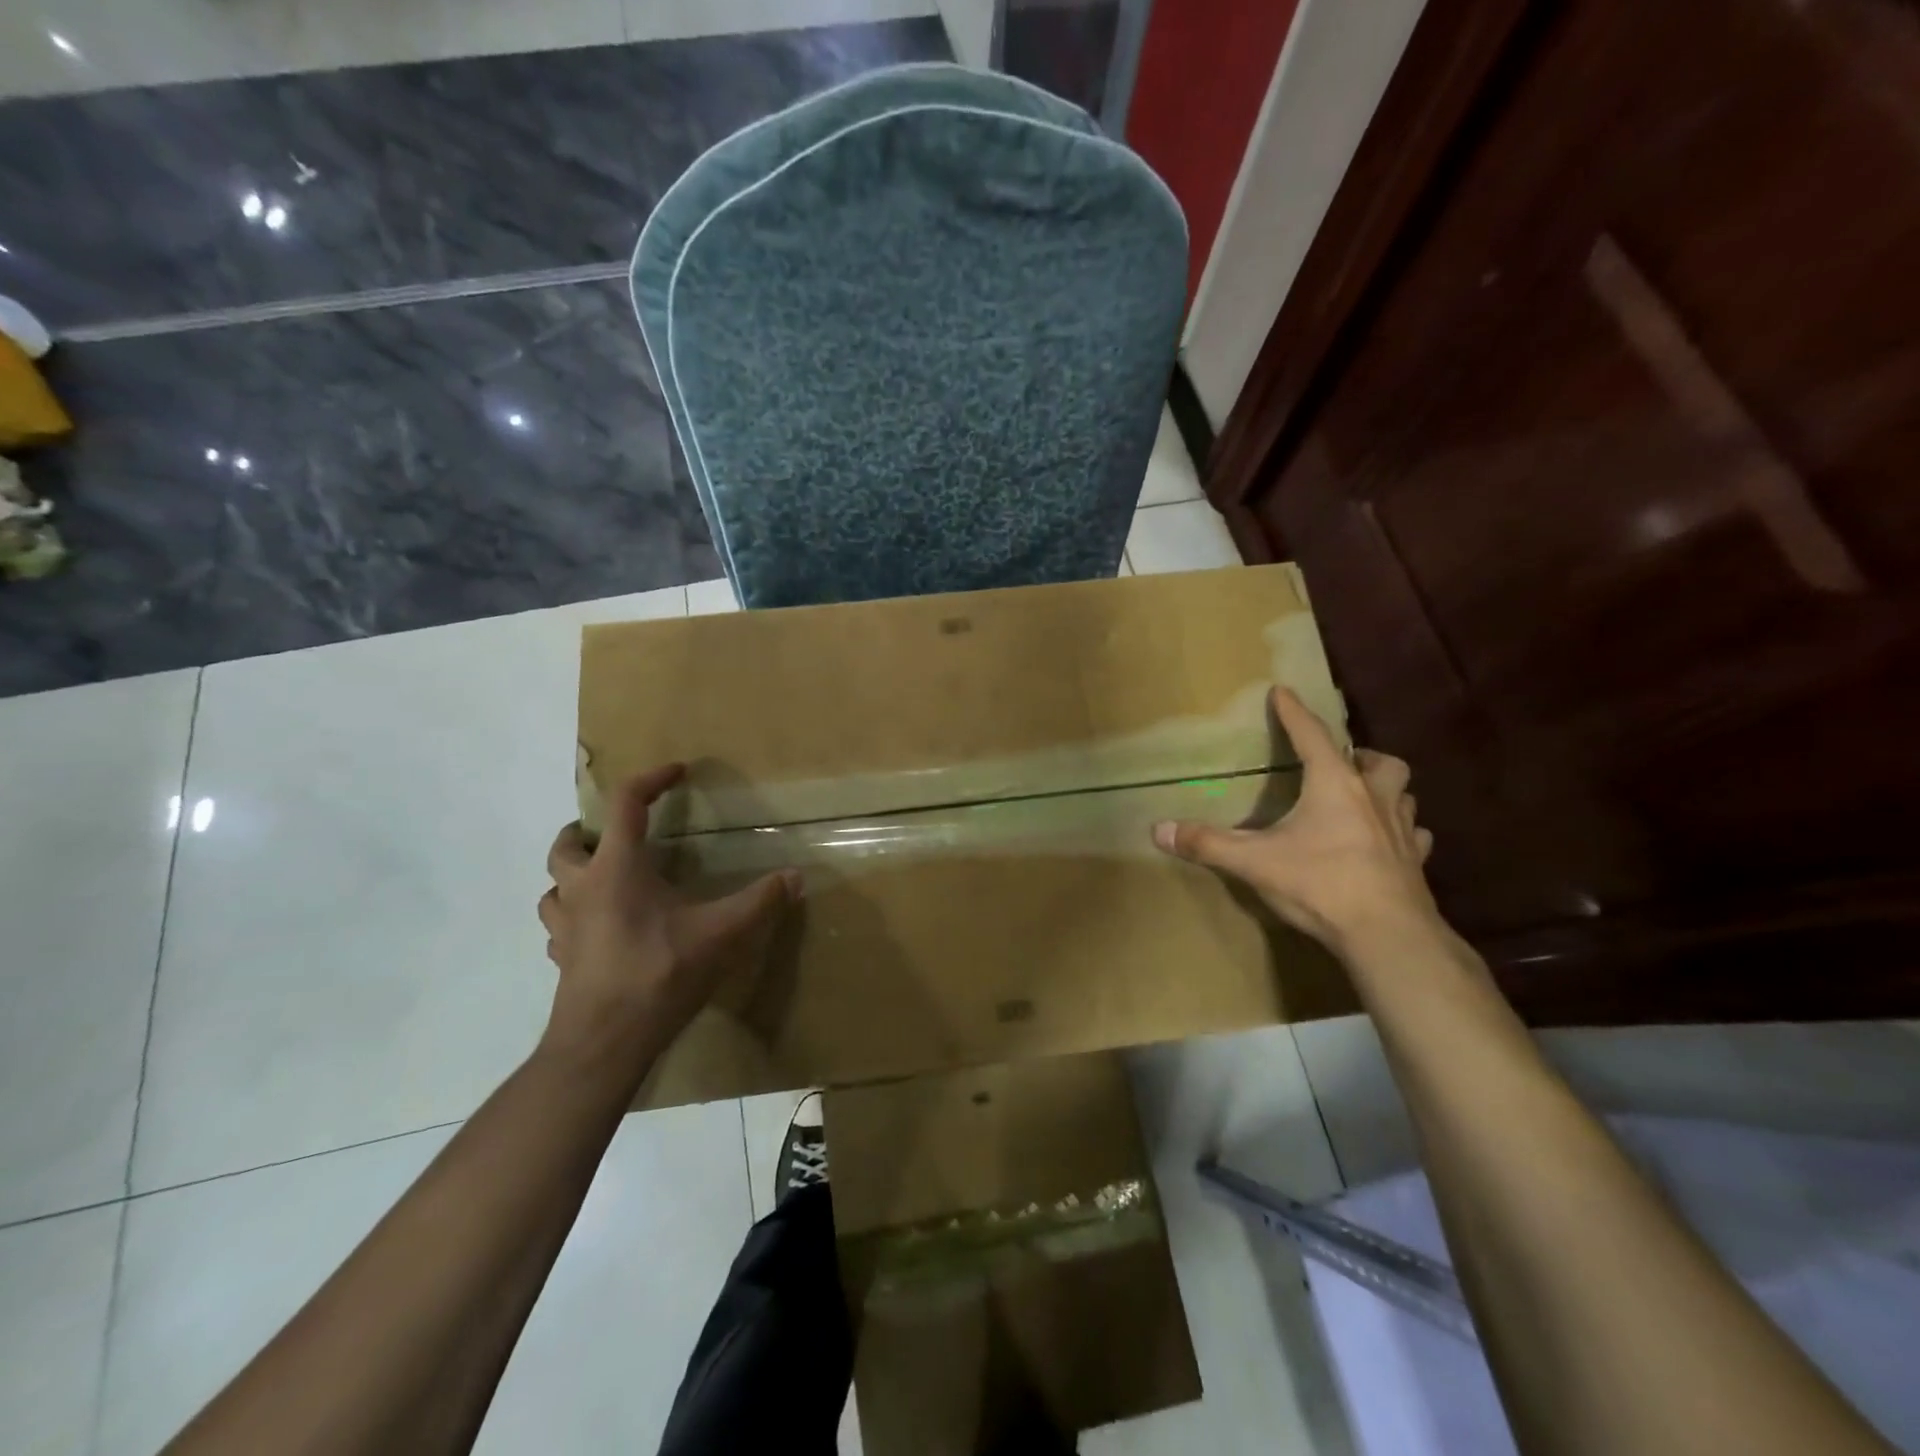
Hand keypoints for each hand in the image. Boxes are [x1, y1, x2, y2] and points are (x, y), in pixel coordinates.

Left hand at [539, 764, 799, 1078]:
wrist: (604, 1043)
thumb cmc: (658, 974)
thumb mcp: (721, 933)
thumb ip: (760, 902)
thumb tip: (796, 876)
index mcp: (617, 868)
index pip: (625, 803)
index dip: (650, 779)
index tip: (676, 771)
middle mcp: (582, 889)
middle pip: (565, 845)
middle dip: (586, 830)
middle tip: (616, 833)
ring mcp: (566, 927)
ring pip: (552, 887)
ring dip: (573, 875)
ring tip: (604, 880)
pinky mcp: (563, 960)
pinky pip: (559, 927)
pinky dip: (574, 917)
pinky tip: (600, 930)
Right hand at [1152, 686, 1438, 952]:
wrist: (1388, 936)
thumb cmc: (1320, 884)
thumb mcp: (1254, 862)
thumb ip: (1207, 843)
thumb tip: (1157, 830)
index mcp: (1333, 786)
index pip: (1311, 735)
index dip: (1293, 712)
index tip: (1282, 691)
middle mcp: (1373, 798)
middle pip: (1380, 761)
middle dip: (1361, 755)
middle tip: (1342, 762)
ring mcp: (1401, 831)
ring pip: (1403, 795)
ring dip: (1385, 790)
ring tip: (1364, 798)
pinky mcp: (1415, 864)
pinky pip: (1414, 837)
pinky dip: (1402, 833)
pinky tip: (1388, 844)